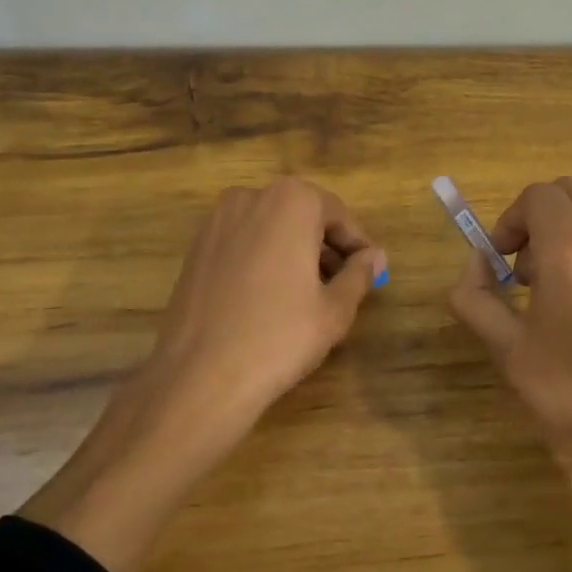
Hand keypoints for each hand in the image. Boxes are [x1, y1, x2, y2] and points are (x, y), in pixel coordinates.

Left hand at [141, 178, 388, 443]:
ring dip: (295, 251)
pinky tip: (271, 297)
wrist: (200, 374)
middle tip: (344, 284)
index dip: (358, 245)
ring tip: (310, 294)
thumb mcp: (334, 309)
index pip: (338, 215)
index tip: (371, 272)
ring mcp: (217, 221)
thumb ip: (359, 274)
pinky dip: (264, 258)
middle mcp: (251, 198)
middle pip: (302, 216)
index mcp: (291, 202)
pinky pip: (244, 242)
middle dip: (326, 246)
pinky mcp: (196, 247)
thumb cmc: (279, 336)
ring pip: (271, 228)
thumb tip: (375, 257)